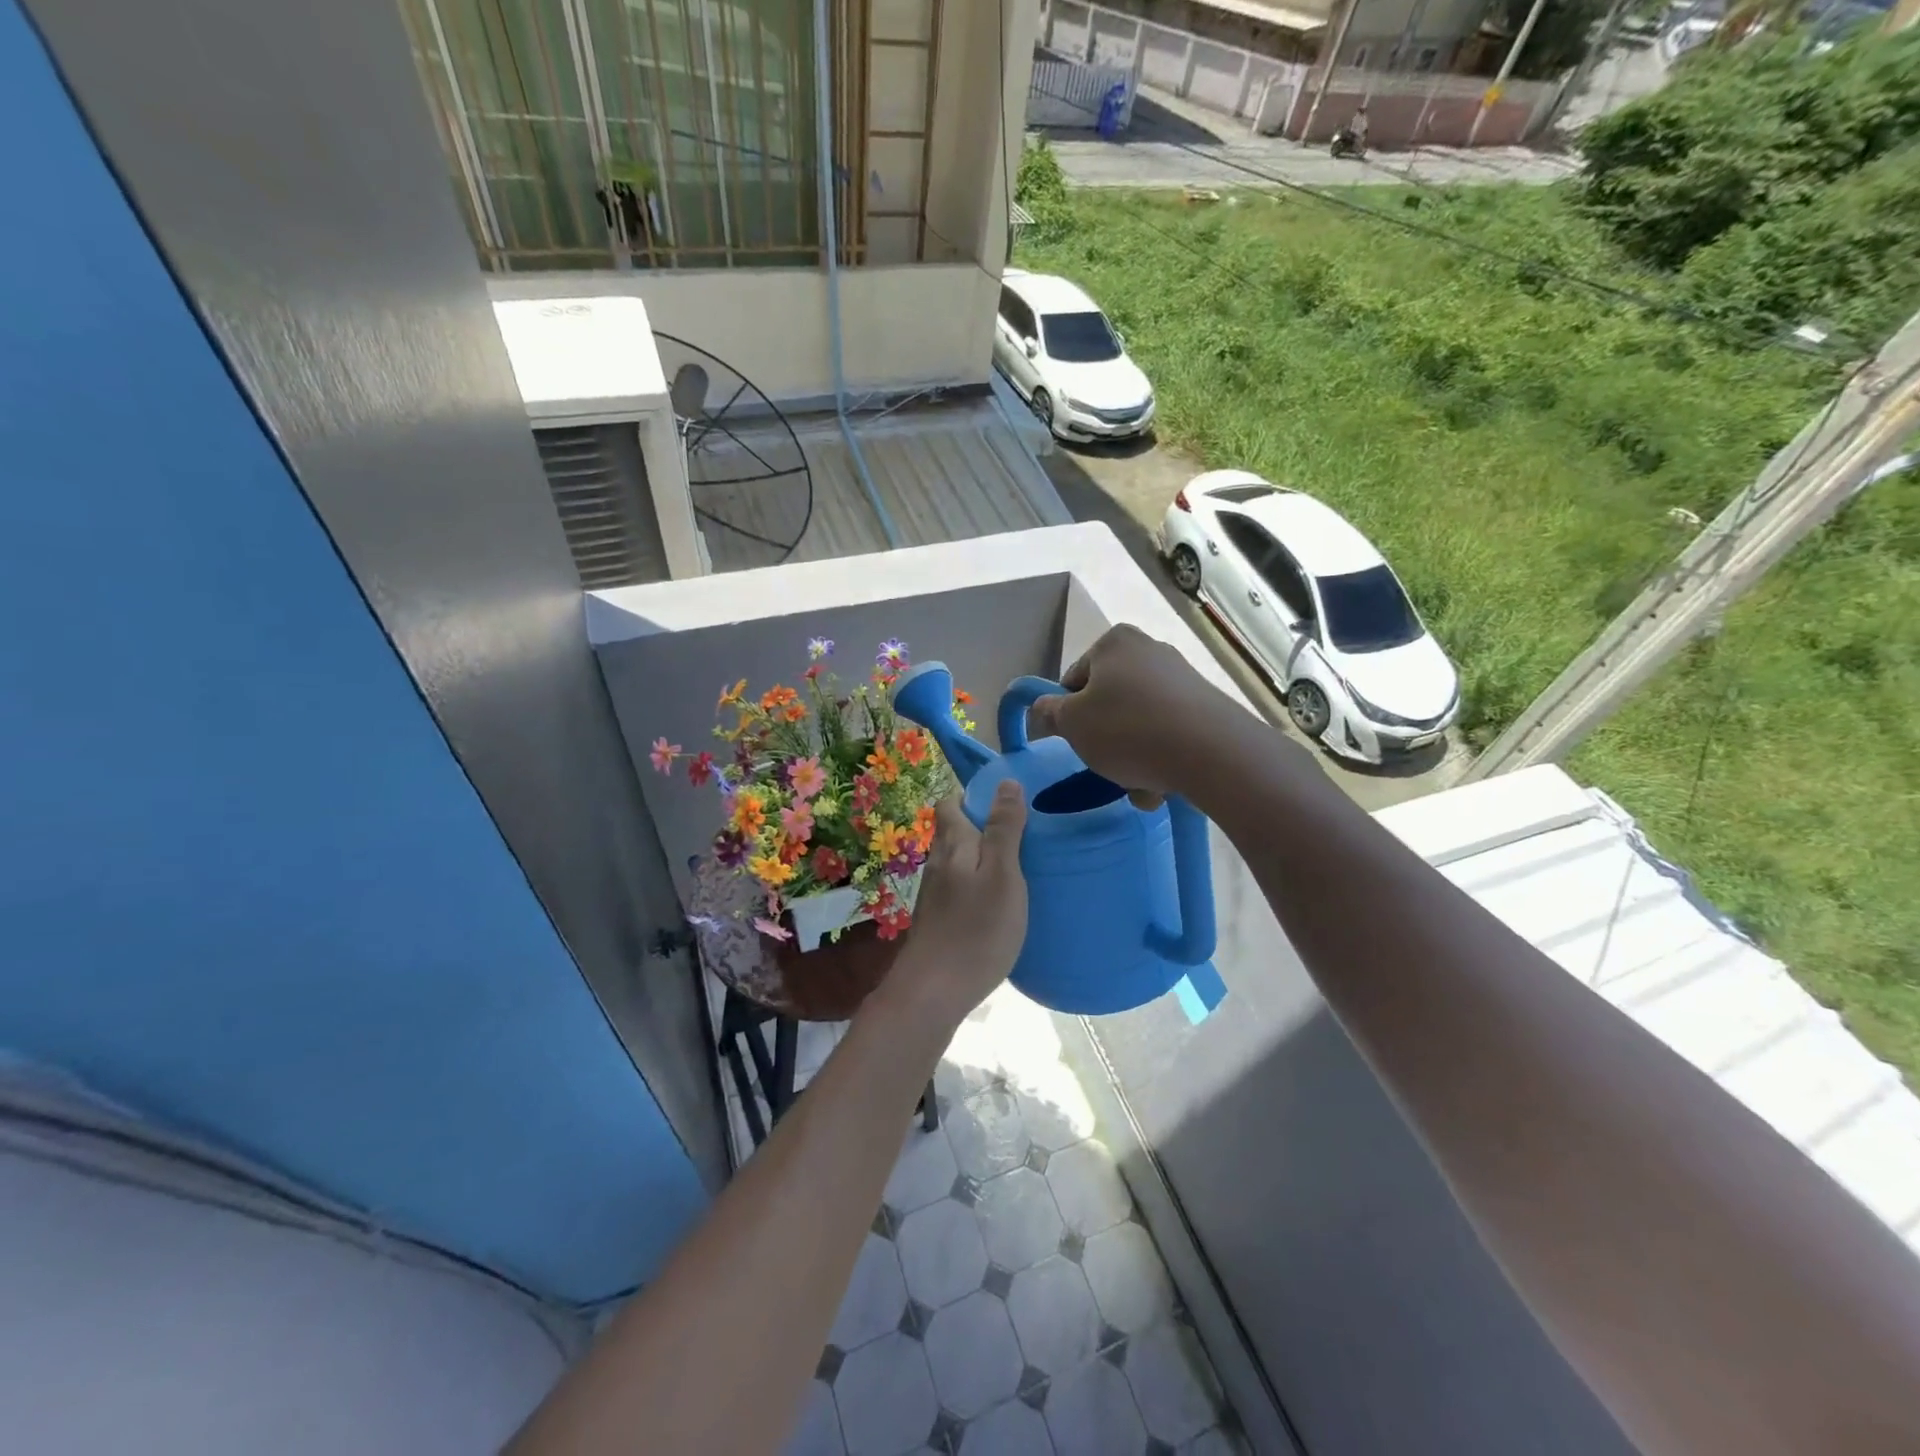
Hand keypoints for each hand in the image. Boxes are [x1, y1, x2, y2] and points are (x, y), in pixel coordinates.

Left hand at [884, 783, 1028, 1029]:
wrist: (934, 991)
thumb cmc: (976, 929)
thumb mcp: (1002, 874)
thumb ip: (1004, 829)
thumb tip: (1006, 782)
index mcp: (952, 845)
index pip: (950, 804)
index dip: (973, 797)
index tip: (1006, 805)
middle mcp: (937, 863)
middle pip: (952, 832)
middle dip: (980, 827)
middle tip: (1019, 836)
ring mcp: (933, 894)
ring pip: (955, 862)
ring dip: (979, 858)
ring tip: (1014, 868)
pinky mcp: (937, 920)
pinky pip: (957, 888)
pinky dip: (975, 885)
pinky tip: (996, 903)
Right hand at [1025, 625, 1244, 806]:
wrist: (1210, 751)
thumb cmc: (1127, 729)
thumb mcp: (1072, 724)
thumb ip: (1048, 713)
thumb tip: (1041, 709)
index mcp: (1114, 643)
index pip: (1073, 680)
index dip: (1068, 714)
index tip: (1074, 741)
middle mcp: (1149, 650)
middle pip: (1109, 703)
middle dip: (1105, 740)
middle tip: (1105, 766)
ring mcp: (1182, 677)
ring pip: (1139, 724)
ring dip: (1132, 757)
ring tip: (1139, 785)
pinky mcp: (1206, 706)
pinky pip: (1169, 734)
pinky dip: (1161, 757)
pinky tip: (1163, 785)